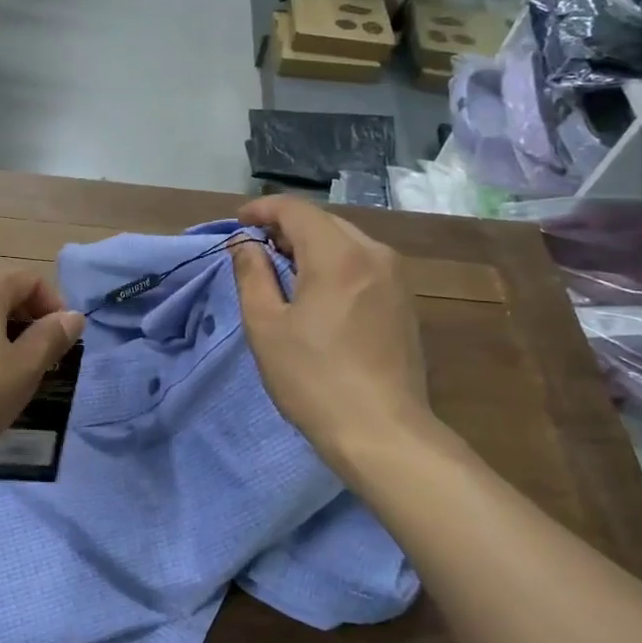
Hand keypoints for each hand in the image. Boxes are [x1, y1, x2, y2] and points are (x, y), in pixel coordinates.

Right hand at [229, 196, 444, 470]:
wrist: (382, 432)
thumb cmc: (313, 378)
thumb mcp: (266, 326)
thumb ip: (252, 275)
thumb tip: (245, 244)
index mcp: (338, 255)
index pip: (296, 210)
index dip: (262, 210)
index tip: (237, 224)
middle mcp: (374, 254)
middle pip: (323, 222)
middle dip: (285, 228)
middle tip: (255, 251)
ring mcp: (396, 278)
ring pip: (346, 242)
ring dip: (311, 246)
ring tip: (283, 272)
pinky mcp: (404, 302)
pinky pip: (363, 264)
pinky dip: (334, 264)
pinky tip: (317, 293)